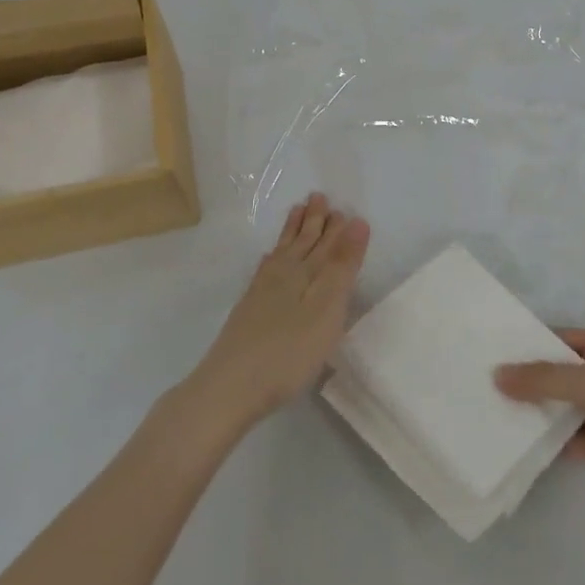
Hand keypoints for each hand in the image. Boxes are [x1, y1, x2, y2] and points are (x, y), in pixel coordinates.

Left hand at [188, 194, 369, 428]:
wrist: (228, 388)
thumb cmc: (288, 352)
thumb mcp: (326, 308)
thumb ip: (342, 266)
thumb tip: (356, 222)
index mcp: (305, 273)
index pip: (327, 244)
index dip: (337, 227)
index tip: (344, 207)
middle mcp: (282, 275)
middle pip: (302, 242)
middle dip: (313, 221)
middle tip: (319, 197)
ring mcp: (261, 293)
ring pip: (282, 252)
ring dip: (292, 232)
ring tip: (297, 212)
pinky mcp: (248, 311)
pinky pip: (264, 270)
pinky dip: (272, 258)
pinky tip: (269, 259)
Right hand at [495, 329, 584, 516]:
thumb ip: (544, 378)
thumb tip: (498, 375)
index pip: (560, 340)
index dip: (528, 346)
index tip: (489, 353)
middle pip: (558, 374)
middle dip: (526, 380)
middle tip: (480, 385)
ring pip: (561, 407)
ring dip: (534, 411)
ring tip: (489, 413)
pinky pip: (568, 437)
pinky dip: (546, 440)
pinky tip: (515, 443)